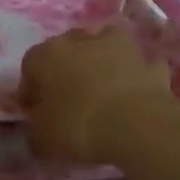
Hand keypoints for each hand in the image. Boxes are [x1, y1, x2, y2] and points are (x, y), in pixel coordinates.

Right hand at [18, 27, 174, 164]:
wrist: (137, 125)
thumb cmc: (78, 126)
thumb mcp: (42, 139)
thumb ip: (35, 128)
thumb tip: (39, 125)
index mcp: (47, 55)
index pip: (30, 65)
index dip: (30, 88)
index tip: (34, 111)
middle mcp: (81, 41)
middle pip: (68, 49)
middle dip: (66, 69)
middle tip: (68, 98)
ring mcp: (119, 47)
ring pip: (105, 47)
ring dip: (102, 62)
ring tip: (103, 90)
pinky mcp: (149, 62)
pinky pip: (138, 67)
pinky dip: (135, 76)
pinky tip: (134, 95)